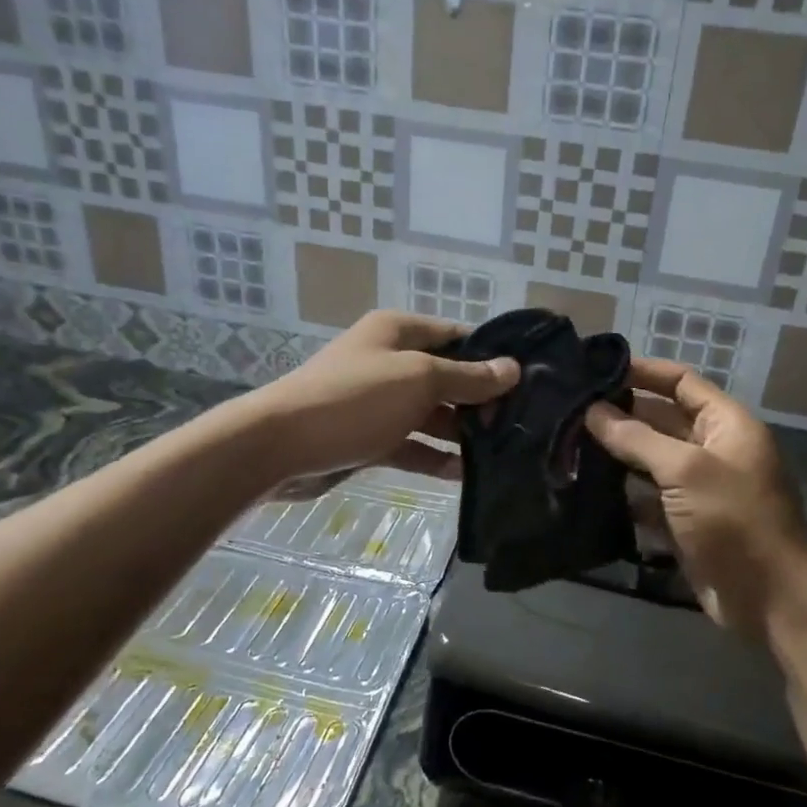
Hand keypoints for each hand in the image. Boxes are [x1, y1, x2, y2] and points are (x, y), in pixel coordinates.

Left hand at [239, 310, 517, 490]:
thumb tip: (512, 368)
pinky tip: (465, 474)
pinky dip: (435, 456)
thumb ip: (468, 378)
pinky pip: (412, 444)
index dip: (491, 356)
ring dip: (461, 432)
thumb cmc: (355, 399)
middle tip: (520, 424)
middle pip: (447, 377)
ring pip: (431, 414)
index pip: (457, 336)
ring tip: (502, 451)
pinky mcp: (370, 438)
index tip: (527, 381)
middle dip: (480, 400)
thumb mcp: (419, 380)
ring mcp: (380, 402)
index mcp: (399, 332)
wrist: (279, 446)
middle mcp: (390, 362)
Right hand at [586, 359, 806, 630]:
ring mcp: (700, 489)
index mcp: (727, 425)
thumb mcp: (685, 470)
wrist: (768, 598)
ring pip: (652, 460)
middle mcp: (714, 450)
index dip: (644, 372)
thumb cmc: (734, 520)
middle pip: (663, 420)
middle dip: (623, 414)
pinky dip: (625, 493)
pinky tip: (588, 488)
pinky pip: (650, 498)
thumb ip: (637, 438)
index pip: (682, 382)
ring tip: (569, 443)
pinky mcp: (686, 522)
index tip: (597, 369)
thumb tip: (593, 411)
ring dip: (618, 454)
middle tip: (572, 409)